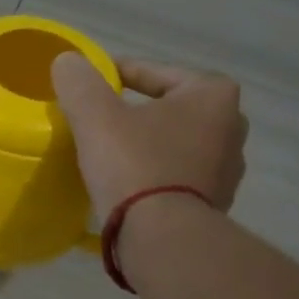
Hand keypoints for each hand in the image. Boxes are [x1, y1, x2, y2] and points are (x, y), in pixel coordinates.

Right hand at [51, 54, 247, 217]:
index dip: (119, 75)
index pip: (156, 74)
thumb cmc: (134, 165)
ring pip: (177, 145)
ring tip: (114, 156)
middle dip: (140, 113)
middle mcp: (232, 127)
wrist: (162, 237)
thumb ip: (80, 82)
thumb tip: (67, 61)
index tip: (94, 85)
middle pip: (171, 110)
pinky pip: (179, 179)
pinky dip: (157, 176)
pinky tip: (130, 186)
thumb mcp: (96, 116)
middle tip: (103, 121)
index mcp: (213, 94)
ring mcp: (228, 170)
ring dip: (149, 146)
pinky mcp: (215, 205)